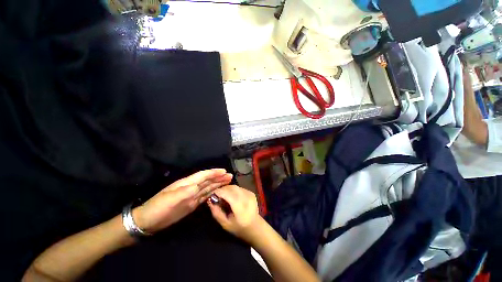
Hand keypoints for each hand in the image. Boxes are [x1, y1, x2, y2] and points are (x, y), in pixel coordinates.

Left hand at [133, 169, 232, 233]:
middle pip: (208, 180)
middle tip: (229, 175)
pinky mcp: (192, 204)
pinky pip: (205, 196)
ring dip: (218, 184)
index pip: (203, 175)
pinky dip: (213, 193)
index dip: (214, 172)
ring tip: (227, 181)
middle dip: (219, 177)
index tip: (224, 171)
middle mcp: (191, 188)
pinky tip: (218, 191)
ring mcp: (192, 196)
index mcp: (187, 183)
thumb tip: (199, 186)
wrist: (148, 221)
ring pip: (208, 187)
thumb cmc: (158, 207)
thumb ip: (185, 192)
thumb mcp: (170, 199)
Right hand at [207, 185, 262, 243]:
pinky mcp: (251, 192)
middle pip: (231, 188)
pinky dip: (233, 190)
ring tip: (223, 196)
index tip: (211, 194)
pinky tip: (231, 196)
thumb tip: (209, 200)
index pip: (227, 193)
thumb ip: (217, 212)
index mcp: (240, 207)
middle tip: (216, 195)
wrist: (255, 227)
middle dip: (222, 189)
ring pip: (235, 186)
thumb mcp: (225, 224)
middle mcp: (246, 197)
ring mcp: (249, 193)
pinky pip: (239, 188)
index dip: (218, 192)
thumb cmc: (239, 228)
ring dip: (227, 189)